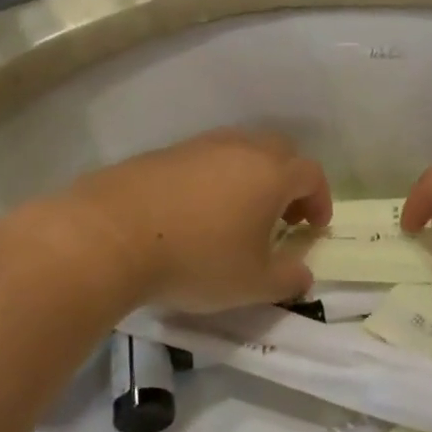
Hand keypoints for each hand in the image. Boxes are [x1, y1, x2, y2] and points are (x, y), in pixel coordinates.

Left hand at [71, 129, 331, 310]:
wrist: (111, 237)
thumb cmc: (197, 260)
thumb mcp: (252, 284)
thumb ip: (288, 279)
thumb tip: (303, 274)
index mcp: (271, 175)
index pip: (311, 174)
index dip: (320, 199)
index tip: (313, 227)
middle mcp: (240, 149)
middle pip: (279, 151)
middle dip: (289, 181)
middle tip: (282, 215)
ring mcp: (198, 146)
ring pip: (239, 150)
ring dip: (250, 177)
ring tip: (238, 214)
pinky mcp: (162, 153)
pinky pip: (203, 159)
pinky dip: (213, 178)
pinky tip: (196, 211)